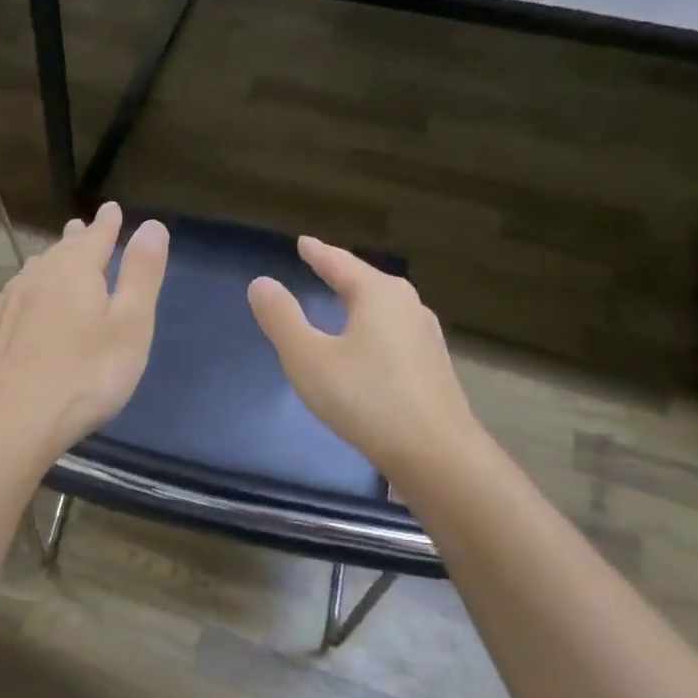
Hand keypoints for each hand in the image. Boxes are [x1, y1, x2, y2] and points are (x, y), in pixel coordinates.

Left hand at [0, 201, 168, 463]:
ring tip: (51, 261)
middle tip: (80, 229)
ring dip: (45, 265)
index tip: (112, 209)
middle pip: (59, 251)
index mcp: (76, 270)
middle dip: (74, 240)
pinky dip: (17, 295)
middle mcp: (37, 277)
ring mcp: (6, 304)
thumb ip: (141, 275)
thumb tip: (152, 226)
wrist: (9, 418)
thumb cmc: (85, 373)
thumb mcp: (130, 325)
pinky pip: (6, 301)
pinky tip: (11, 301)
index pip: (97, 236)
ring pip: (30, 274)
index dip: (108, 224)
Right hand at [247, 236, 487, 491]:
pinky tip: (368, 348)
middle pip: (367, 282)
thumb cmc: (365, 398)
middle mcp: (408, 307)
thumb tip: (261, 283)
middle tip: (320, 267)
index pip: (340, 263)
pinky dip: (373, 330)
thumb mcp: (308, 358)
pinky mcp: (433, 368)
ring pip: (384, 309)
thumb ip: (282, 318)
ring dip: (360, 303)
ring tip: (342, 303)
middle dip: (342, 275)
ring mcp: (426, 338)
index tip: (303, 242)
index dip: (318, 253)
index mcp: (379, 295)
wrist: (435, 454)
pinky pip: (394, 334)